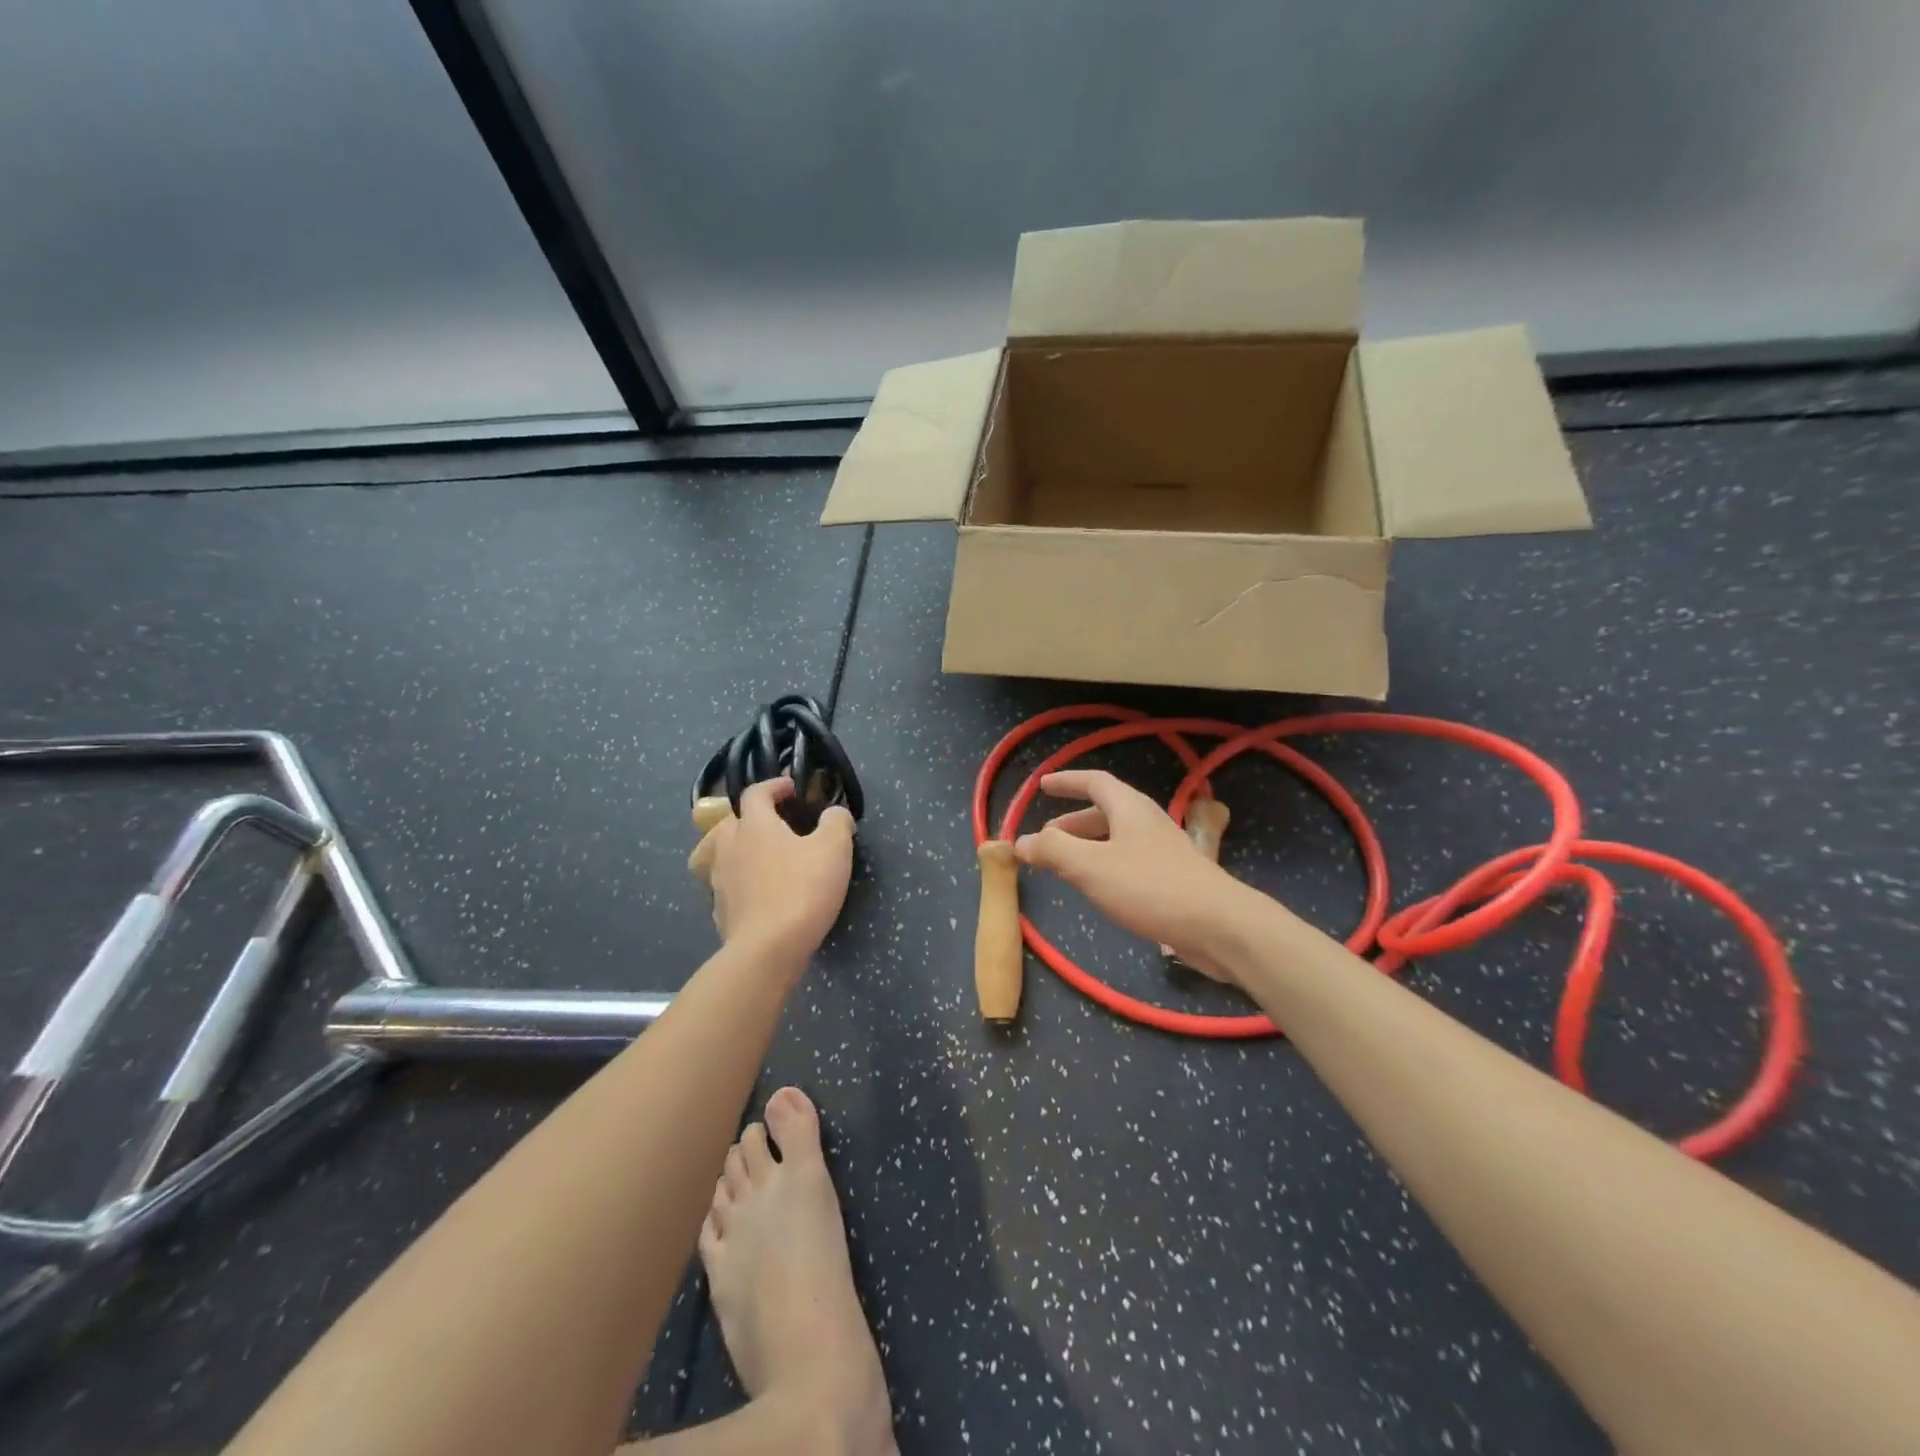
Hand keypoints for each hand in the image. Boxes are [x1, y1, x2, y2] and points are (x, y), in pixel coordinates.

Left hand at [697, 778, 855, 956]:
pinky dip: (738, 882)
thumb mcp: (834, 849)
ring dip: (738, 849)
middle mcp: (729, 846)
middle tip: (774, 824)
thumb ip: (836, 822)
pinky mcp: (719, 910)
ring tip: (759, 858)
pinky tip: (757, 894)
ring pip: (720, 854)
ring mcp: (718, 880)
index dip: (774, 785)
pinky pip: (725, 886)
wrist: (768, 949)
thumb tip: (835, 813)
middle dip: (750, 817)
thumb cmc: (802, 889)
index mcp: (754, 825)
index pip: (756, 793)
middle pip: (730, 821)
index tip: (791, 787)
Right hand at [1014, 770, 1245, 980]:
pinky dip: (1105, 866)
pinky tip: (1099, 890)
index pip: (1094, 782)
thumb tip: (1020, 841)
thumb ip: (1052, 851)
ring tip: (1065, 866)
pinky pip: (1129, 862)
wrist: (1218, 926)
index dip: (1067, 782)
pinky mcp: (1172, 879)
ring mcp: (1163, 851)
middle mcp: (1148, 822)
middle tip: (1045, 837)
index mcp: (1129, 808)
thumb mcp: (1090, 867)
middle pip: (1105, 812)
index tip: (1042, 786)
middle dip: (1072, 822)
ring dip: (1087, 847)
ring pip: (1117, 839)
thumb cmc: (1149, 887)